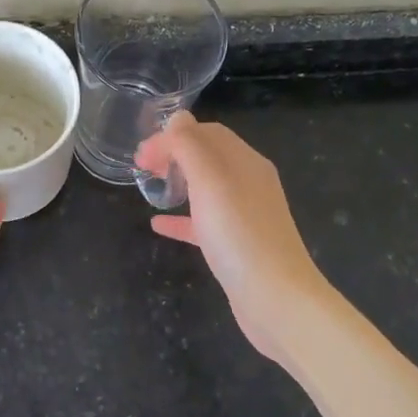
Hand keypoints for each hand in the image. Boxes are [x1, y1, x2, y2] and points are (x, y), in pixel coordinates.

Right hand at [135, 113, 329, 364]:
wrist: (276, 299)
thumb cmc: (239, 235)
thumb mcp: (210, 181)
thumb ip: (190, 146)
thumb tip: (177, 118)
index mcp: (245, 162)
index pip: (206, 132)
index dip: (172, 135)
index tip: (141, 154)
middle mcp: (248, 183)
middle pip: (207, 156)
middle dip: (173, 154)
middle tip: (141, 167)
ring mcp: (244, 215)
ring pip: (205, 188)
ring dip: (177, 181)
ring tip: (149, 186)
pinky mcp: (237, 245)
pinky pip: (204, 222)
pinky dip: (181, 217)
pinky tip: (158, 224)